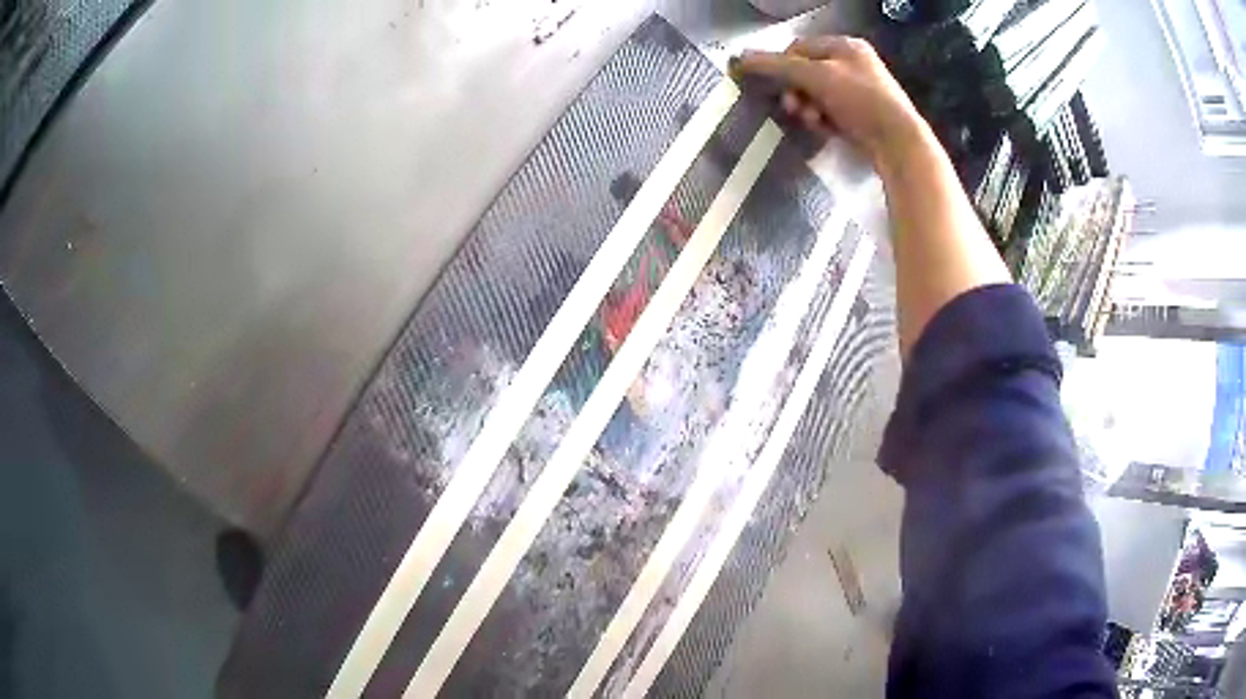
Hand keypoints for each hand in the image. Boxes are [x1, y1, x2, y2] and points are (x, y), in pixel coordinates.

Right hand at [733, 37, 929, 172]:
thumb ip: (777, 66)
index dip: (782, 65)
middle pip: (806, 73)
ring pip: (817, 95)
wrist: (898, 143)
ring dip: (808, 108)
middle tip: (793, 108)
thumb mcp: (816, 77)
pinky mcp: (862, 117)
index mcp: (846, 46)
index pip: (799, 48)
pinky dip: (823, 120)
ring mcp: (860, 91)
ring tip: (813, 121)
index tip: (776, 86)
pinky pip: (830, 113)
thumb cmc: (859, 100)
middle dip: (796, 91)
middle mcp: (854, 64)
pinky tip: (826, 130)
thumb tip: (739, 58)